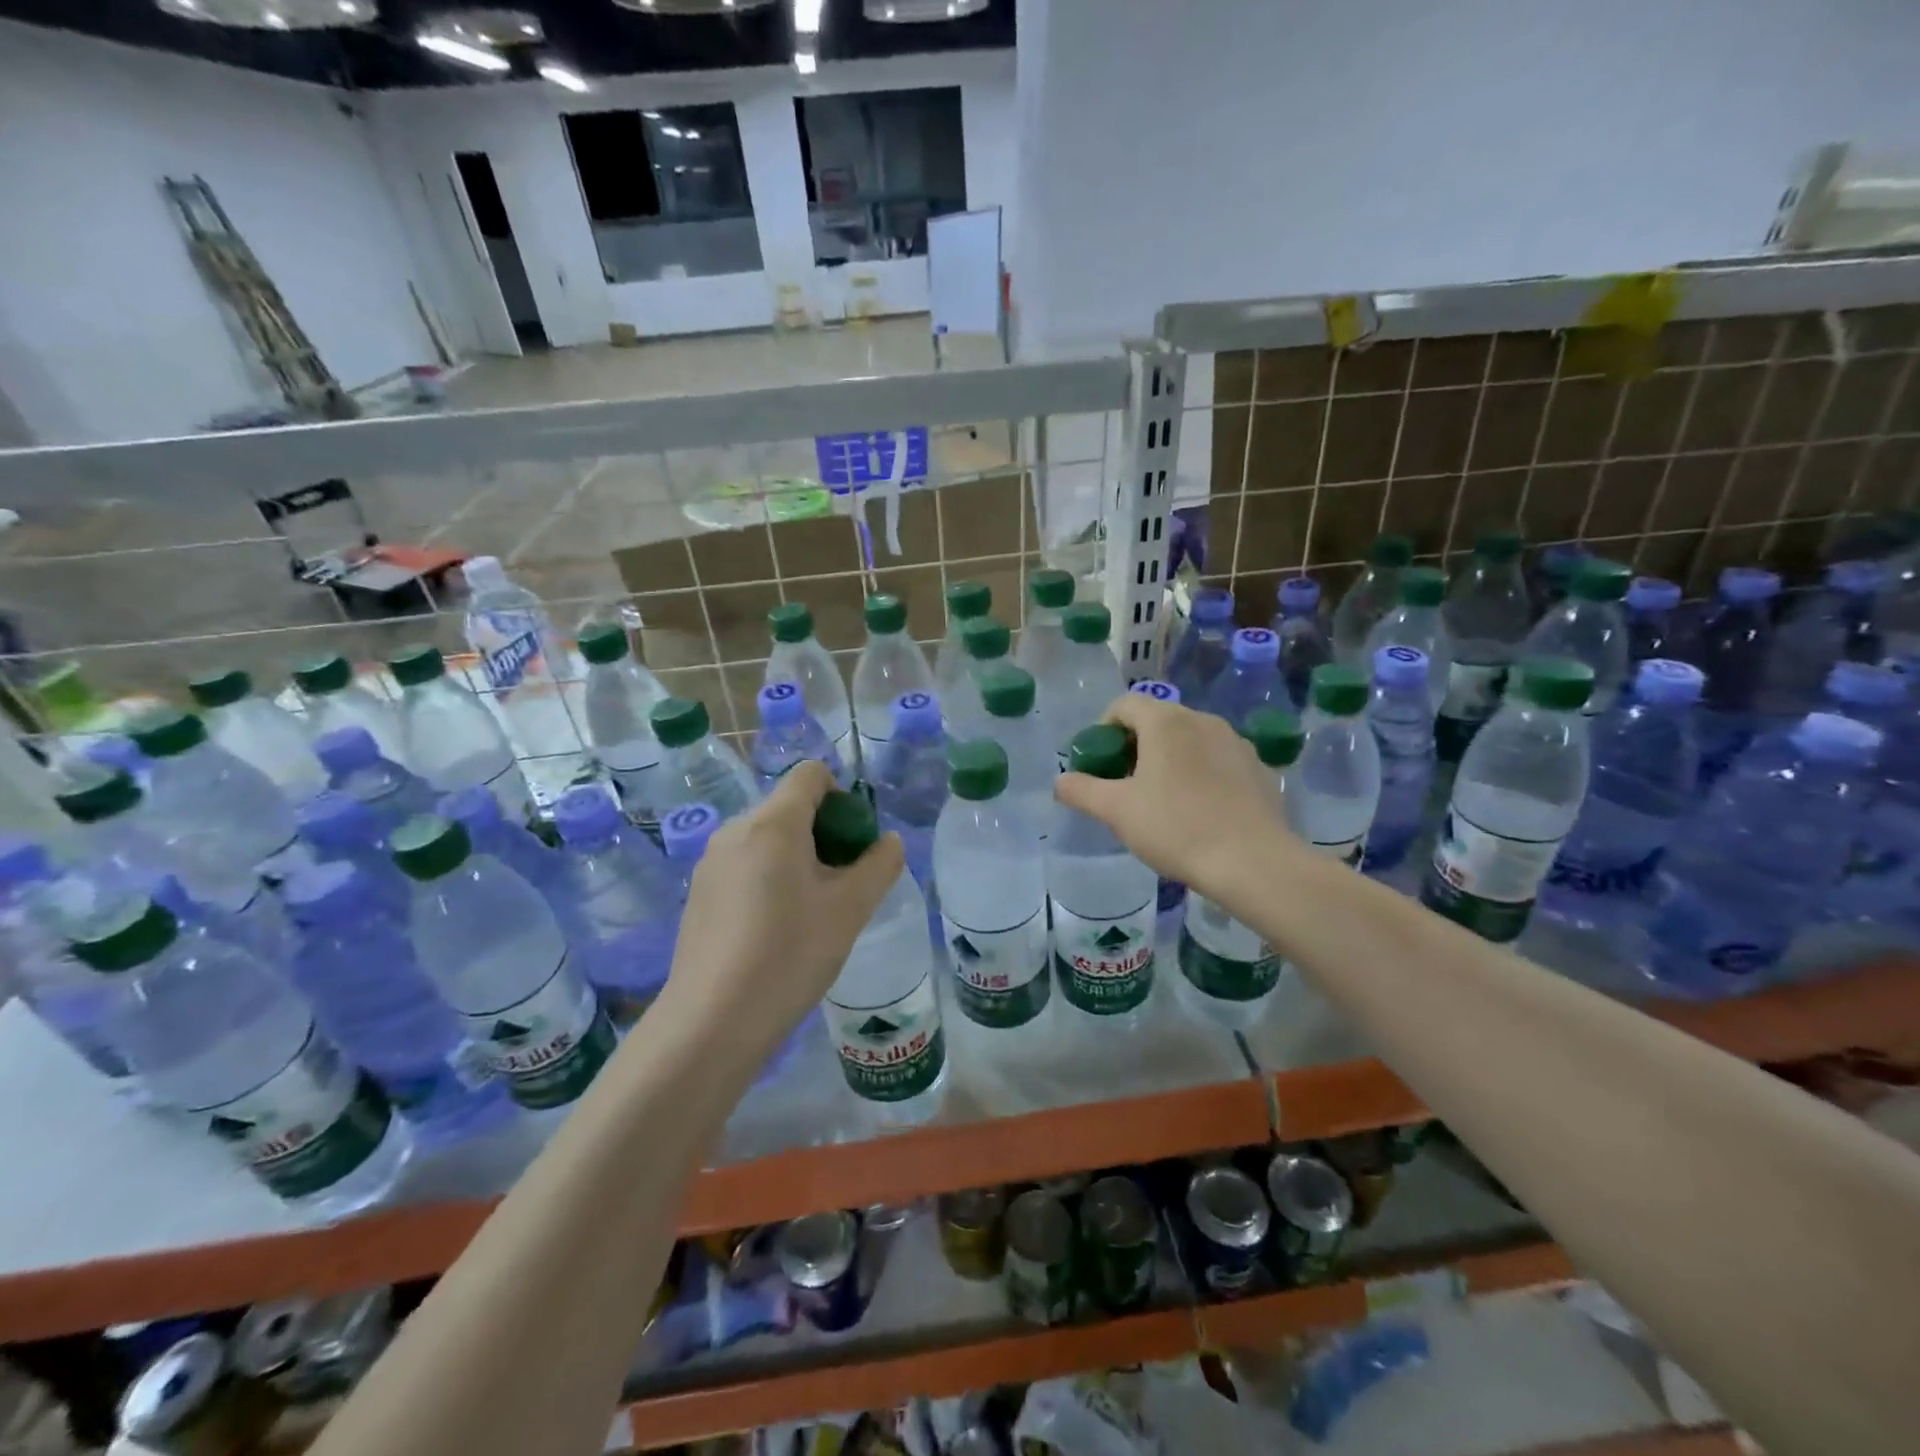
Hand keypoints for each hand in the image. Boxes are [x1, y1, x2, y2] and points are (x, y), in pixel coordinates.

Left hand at [665, 760, 904, 1057]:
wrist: (712, 1022)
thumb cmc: (790, 954)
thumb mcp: (851, 909)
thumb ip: (880, 864)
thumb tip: (887, 841)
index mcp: (773, 823)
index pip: (811, 774)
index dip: (842, 796)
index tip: (853, 844)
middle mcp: (735, 830)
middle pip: (790, 807)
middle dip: (823, 833)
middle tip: (841, 885)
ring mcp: (711, 862)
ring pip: (767, 838)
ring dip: (797, 858)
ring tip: (810, 912)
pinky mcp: (698, 893)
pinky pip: (745, 865)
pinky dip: (769, 878)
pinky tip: (775, 930)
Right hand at [1054, 692, 1298, 889]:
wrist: (1252, 862)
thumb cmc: (1176, 827)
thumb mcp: (1116, 811)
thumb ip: (1081, 790)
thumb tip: (1061, 781)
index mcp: (1165, 721)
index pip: (1124, 705)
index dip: (1103, 730)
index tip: (1100, 764)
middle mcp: (1202, 720)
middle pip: (1157, 721)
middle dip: (1136, 746)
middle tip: (1125, 785)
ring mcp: (1236, 742)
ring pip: (1190, 740)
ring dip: (1169, 759)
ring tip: (1162, 800)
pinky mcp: (1258, 768)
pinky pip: (1218, 760)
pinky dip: (1201, 774)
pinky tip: (1199, 811)